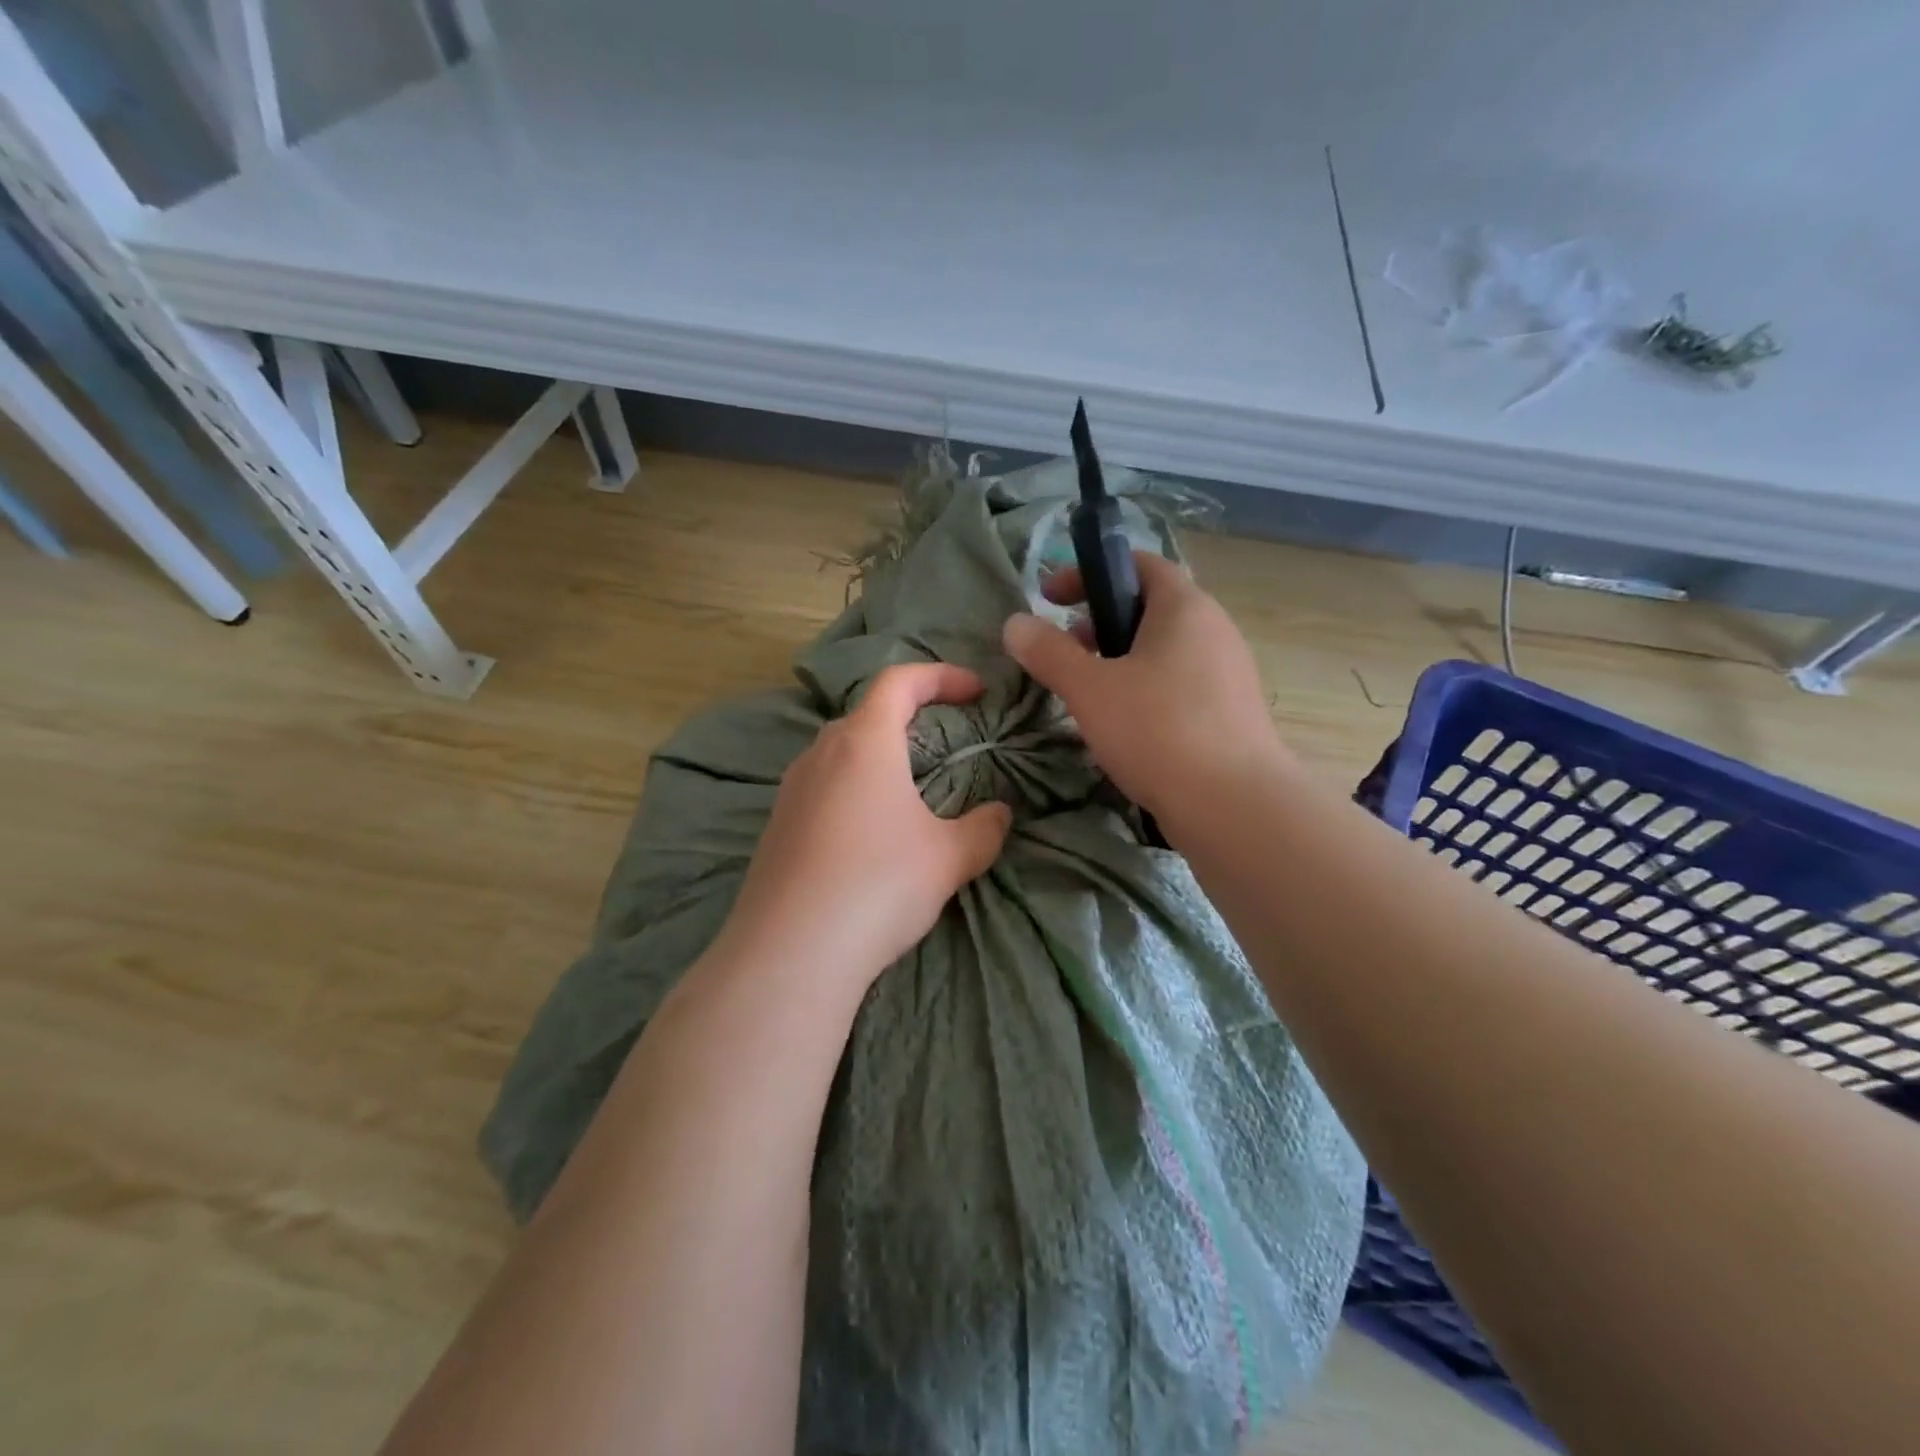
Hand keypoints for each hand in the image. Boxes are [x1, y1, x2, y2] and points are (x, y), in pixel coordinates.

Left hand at [713, 663, 1012, 1002]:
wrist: (790, 952)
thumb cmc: (878, 885)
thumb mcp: (948, 858)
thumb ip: (983, 829)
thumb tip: (1000, 814)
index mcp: (864, 742)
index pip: (900, 681)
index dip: (941, 676)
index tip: (976, 691)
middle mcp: (820, 754)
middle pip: (866, 715)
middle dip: (908, 717)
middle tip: (944, 740)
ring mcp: (790, 791)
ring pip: (839, 753)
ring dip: (877, 758)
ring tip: (908, 790)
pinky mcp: (775, 828)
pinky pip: (820, 789)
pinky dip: (851, 792)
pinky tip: (867, 835)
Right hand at [1002, 553, 1291, 829]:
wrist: (1233, 806)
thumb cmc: (1158, 731)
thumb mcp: (1090, 689)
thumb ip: (1049, 653)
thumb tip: (1015, 623)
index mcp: (1185, 608)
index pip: (1139, 564)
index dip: (1090, 572)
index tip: (1050, 596)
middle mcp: (1214, 631)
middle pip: (1151, 609)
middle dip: (1100, 623)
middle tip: (1066, 651)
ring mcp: (1228, 674)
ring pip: (1165, 651)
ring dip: (1121, 661)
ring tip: (1089, 694)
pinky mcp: (1231, 714)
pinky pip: (1180, 685)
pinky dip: (1146, 690)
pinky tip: (1125, 729)